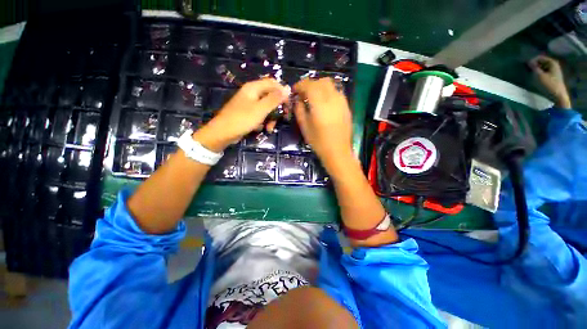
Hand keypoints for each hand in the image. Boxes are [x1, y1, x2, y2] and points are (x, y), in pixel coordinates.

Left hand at [194, 78, 289, 151]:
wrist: (223, 133)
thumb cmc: (242, 119)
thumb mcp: (261, 109)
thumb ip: (274, 99)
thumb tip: (288, 88)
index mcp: (253, 88)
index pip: (273, 83)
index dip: (282, 92)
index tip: (288, 105)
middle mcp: (252, 93)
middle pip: (271, 96)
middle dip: (277, 108)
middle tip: (284, 118)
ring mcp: (249, 104)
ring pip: (267, 108)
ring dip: (271, 118)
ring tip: (270, 128)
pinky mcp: (248, 114)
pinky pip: (260, 115)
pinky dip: (264, 121)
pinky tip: (263, 129)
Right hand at [293, 78, 353, 167]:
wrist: (338, 152)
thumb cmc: (319, 142)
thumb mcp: (305, 127)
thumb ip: (299, 110)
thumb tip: (298, 100)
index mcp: (320, 105)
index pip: (309, 85)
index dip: (300, 85)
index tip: (294, 90)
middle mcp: (333, 99)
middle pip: (321, 81)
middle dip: (310, 84)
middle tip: (303, 93)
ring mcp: (342, 102)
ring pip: (331, 85)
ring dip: (320, 87)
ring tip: (313, 97)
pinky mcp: (347, 106)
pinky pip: (336, 92)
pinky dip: (328, 92)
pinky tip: (323, 103)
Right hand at [529, 55, 571, 108]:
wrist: (558, 96)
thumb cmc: (548, 85)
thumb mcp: (539, 75)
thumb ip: (533, 67)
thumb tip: (528, 62)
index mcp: (552, 62)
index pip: (539, 57)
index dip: (532, 61)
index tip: (525, 66)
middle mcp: (554, 65)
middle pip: (541, 62)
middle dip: (534, 65)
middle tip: (527, 70)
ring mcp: (554, 71)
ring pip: (543, 67)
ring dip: (536, 70)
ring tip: (531, 74)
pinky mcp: (553, 77)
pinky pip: (544, 72)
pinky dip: (539, 73)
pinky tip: (536, 78)